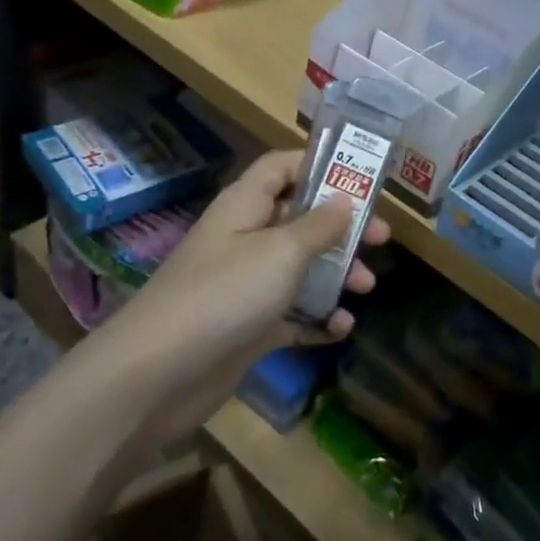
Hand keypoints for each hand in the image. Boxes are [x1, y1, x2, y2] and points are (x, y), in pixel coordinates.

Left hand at [102, 149, 386, 384]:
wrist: (158, 375)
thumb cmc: (226, 293)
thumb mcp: (282, 250)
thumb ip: (319, 224)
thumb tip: (345, 198)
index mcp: (246, 205)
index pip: (282, 167)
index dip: (319, 165)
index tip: (361, 178)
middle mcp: (244, 237)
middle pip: (300, 218)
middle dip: (342, 227)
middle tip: (381, 239)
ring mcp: (244, 284)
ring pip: (299, 267)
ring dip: (336, 274)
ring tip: (367, 289)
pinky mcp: (247, 327)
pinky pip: (290, 313)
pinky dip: (316, 318)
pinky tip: (341, 328)